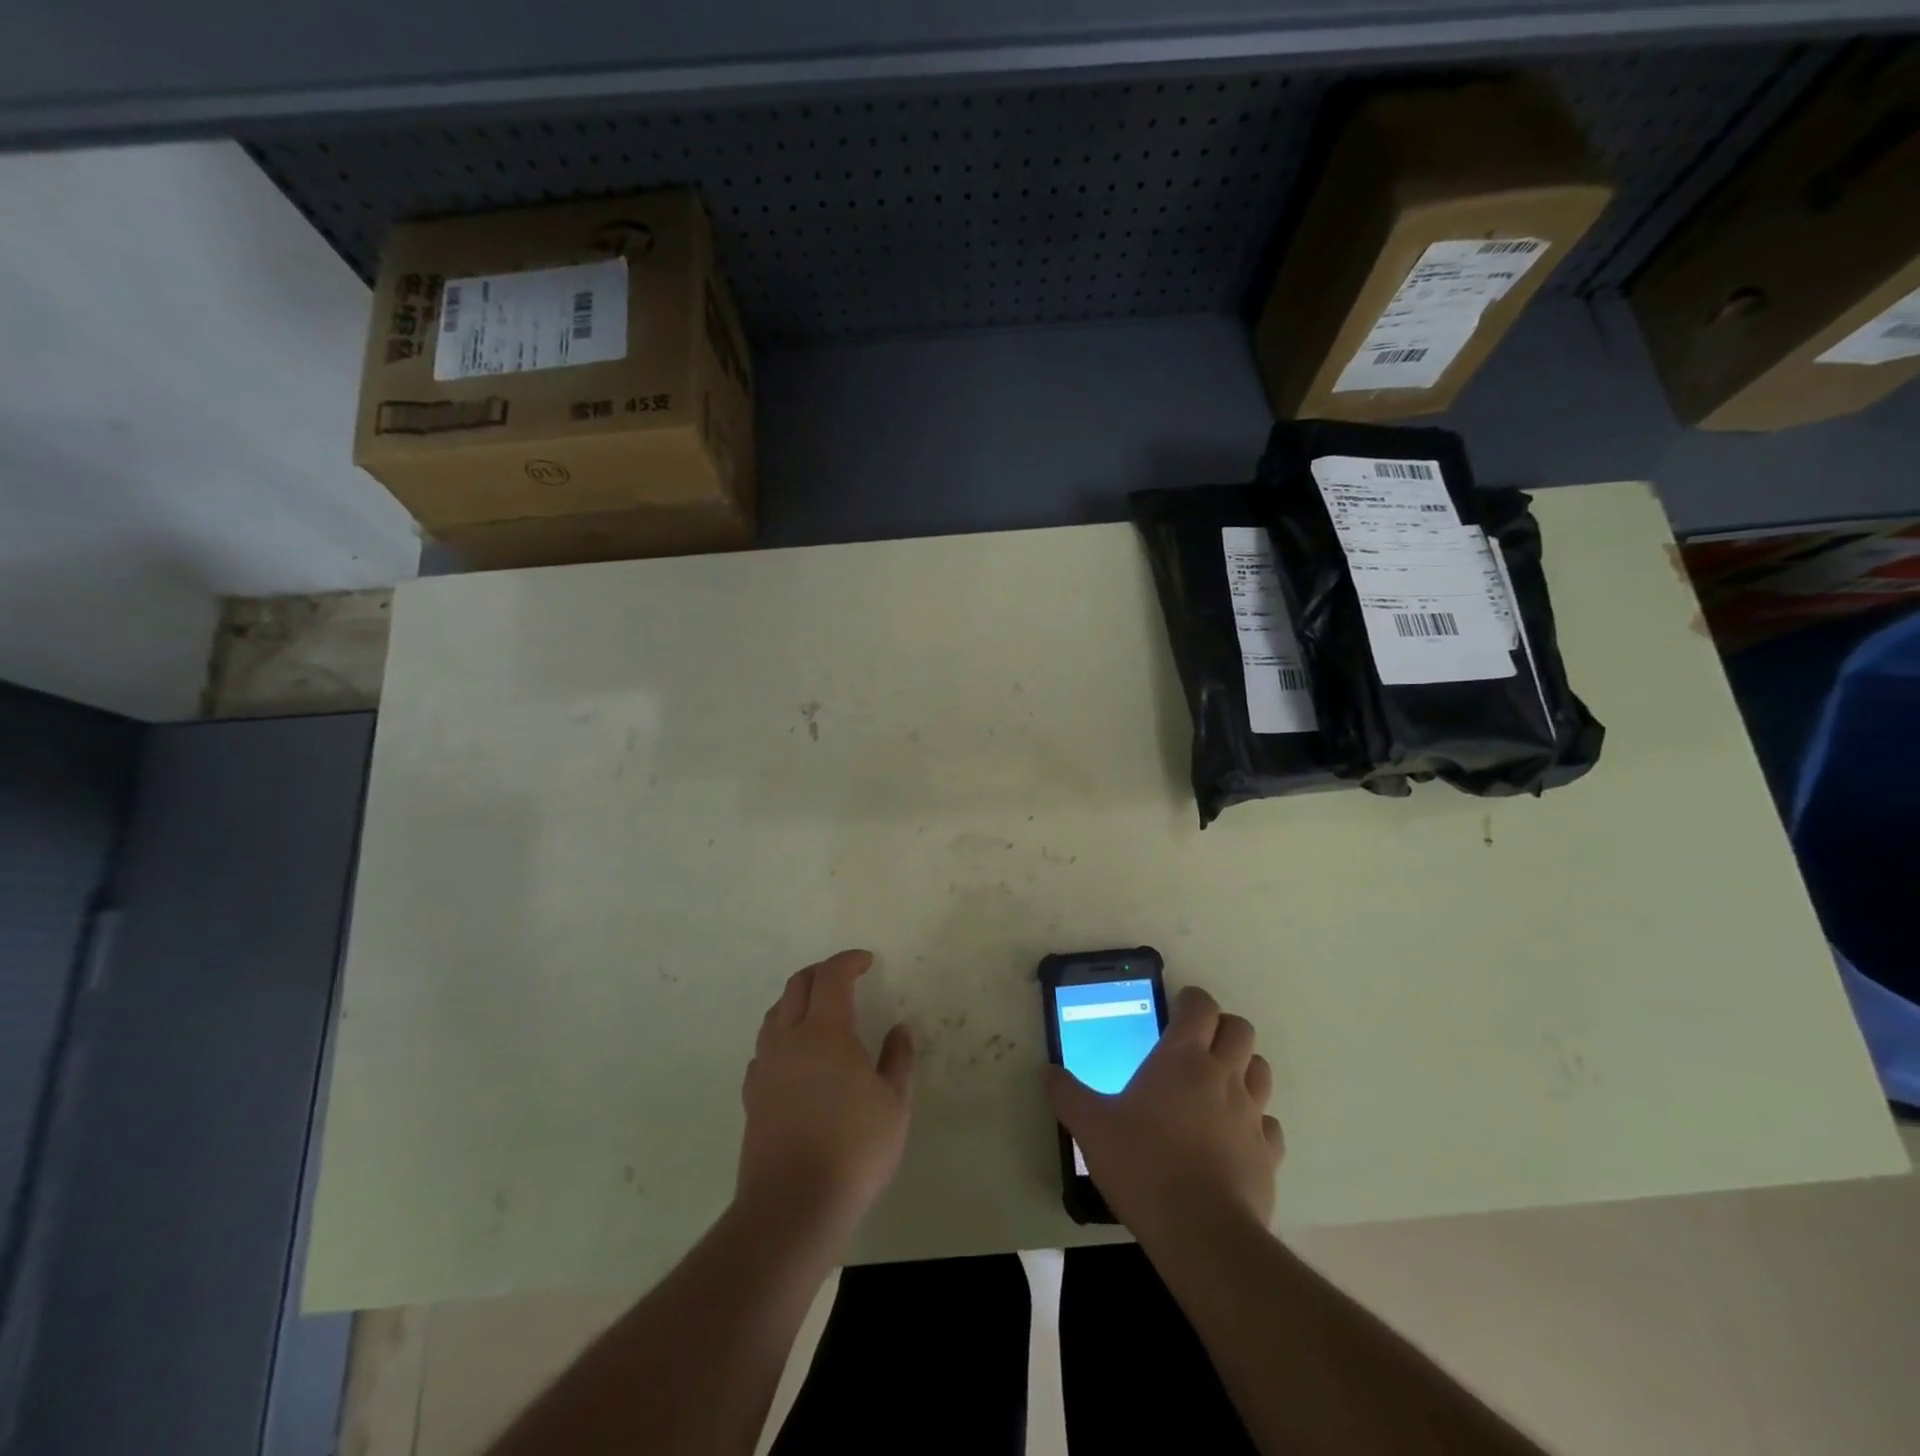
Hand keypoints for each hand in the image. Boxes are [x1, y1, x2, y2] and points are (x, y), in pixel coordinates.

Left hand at [737, 949, 914, 1241]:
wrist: (792, 1206)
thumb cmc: (853, 1149)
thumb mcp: (894, 1104)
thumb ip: (898, 1060)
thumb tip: (899, 1030)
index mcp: (825, 1031)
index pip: (831, 976)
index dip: (848, 961)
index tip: (866, 961)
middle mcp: (788, 1039)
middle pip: (797, 986)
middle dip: (821, 972)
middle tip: (844, 978)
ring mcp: (765, 1067)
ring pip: (775, 1014)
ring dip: (797, 1001)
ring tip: (819, 1011)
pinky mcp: (752, 1096)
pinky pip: (764, 1048)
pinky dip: (782, 1036)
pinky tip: (795, 1057)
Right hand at [1048, 985, 1282, 1238]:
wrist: (1201, 1233)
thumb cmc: (1143, 1165)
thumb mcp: (1091, 1128)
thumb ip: (1068, 1095)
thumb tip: (1048, 1072)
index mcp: (1182, 1058)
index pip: (1201, 1006)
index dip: (1192, 1000)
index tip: (1179, 1007)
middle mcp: (1223, 1075)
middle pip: (1240, 1030)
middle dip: (1222, 1028)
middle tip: (1198, 1043)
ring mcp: (1252, 1115)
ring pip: (1261, 1070)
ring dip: (1244, 1068)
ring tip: (1219, 1084)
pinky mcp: (1268, 1154)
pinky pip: (1269, 1124)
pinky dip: (1257, 1121)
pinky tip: (1235, 1136)